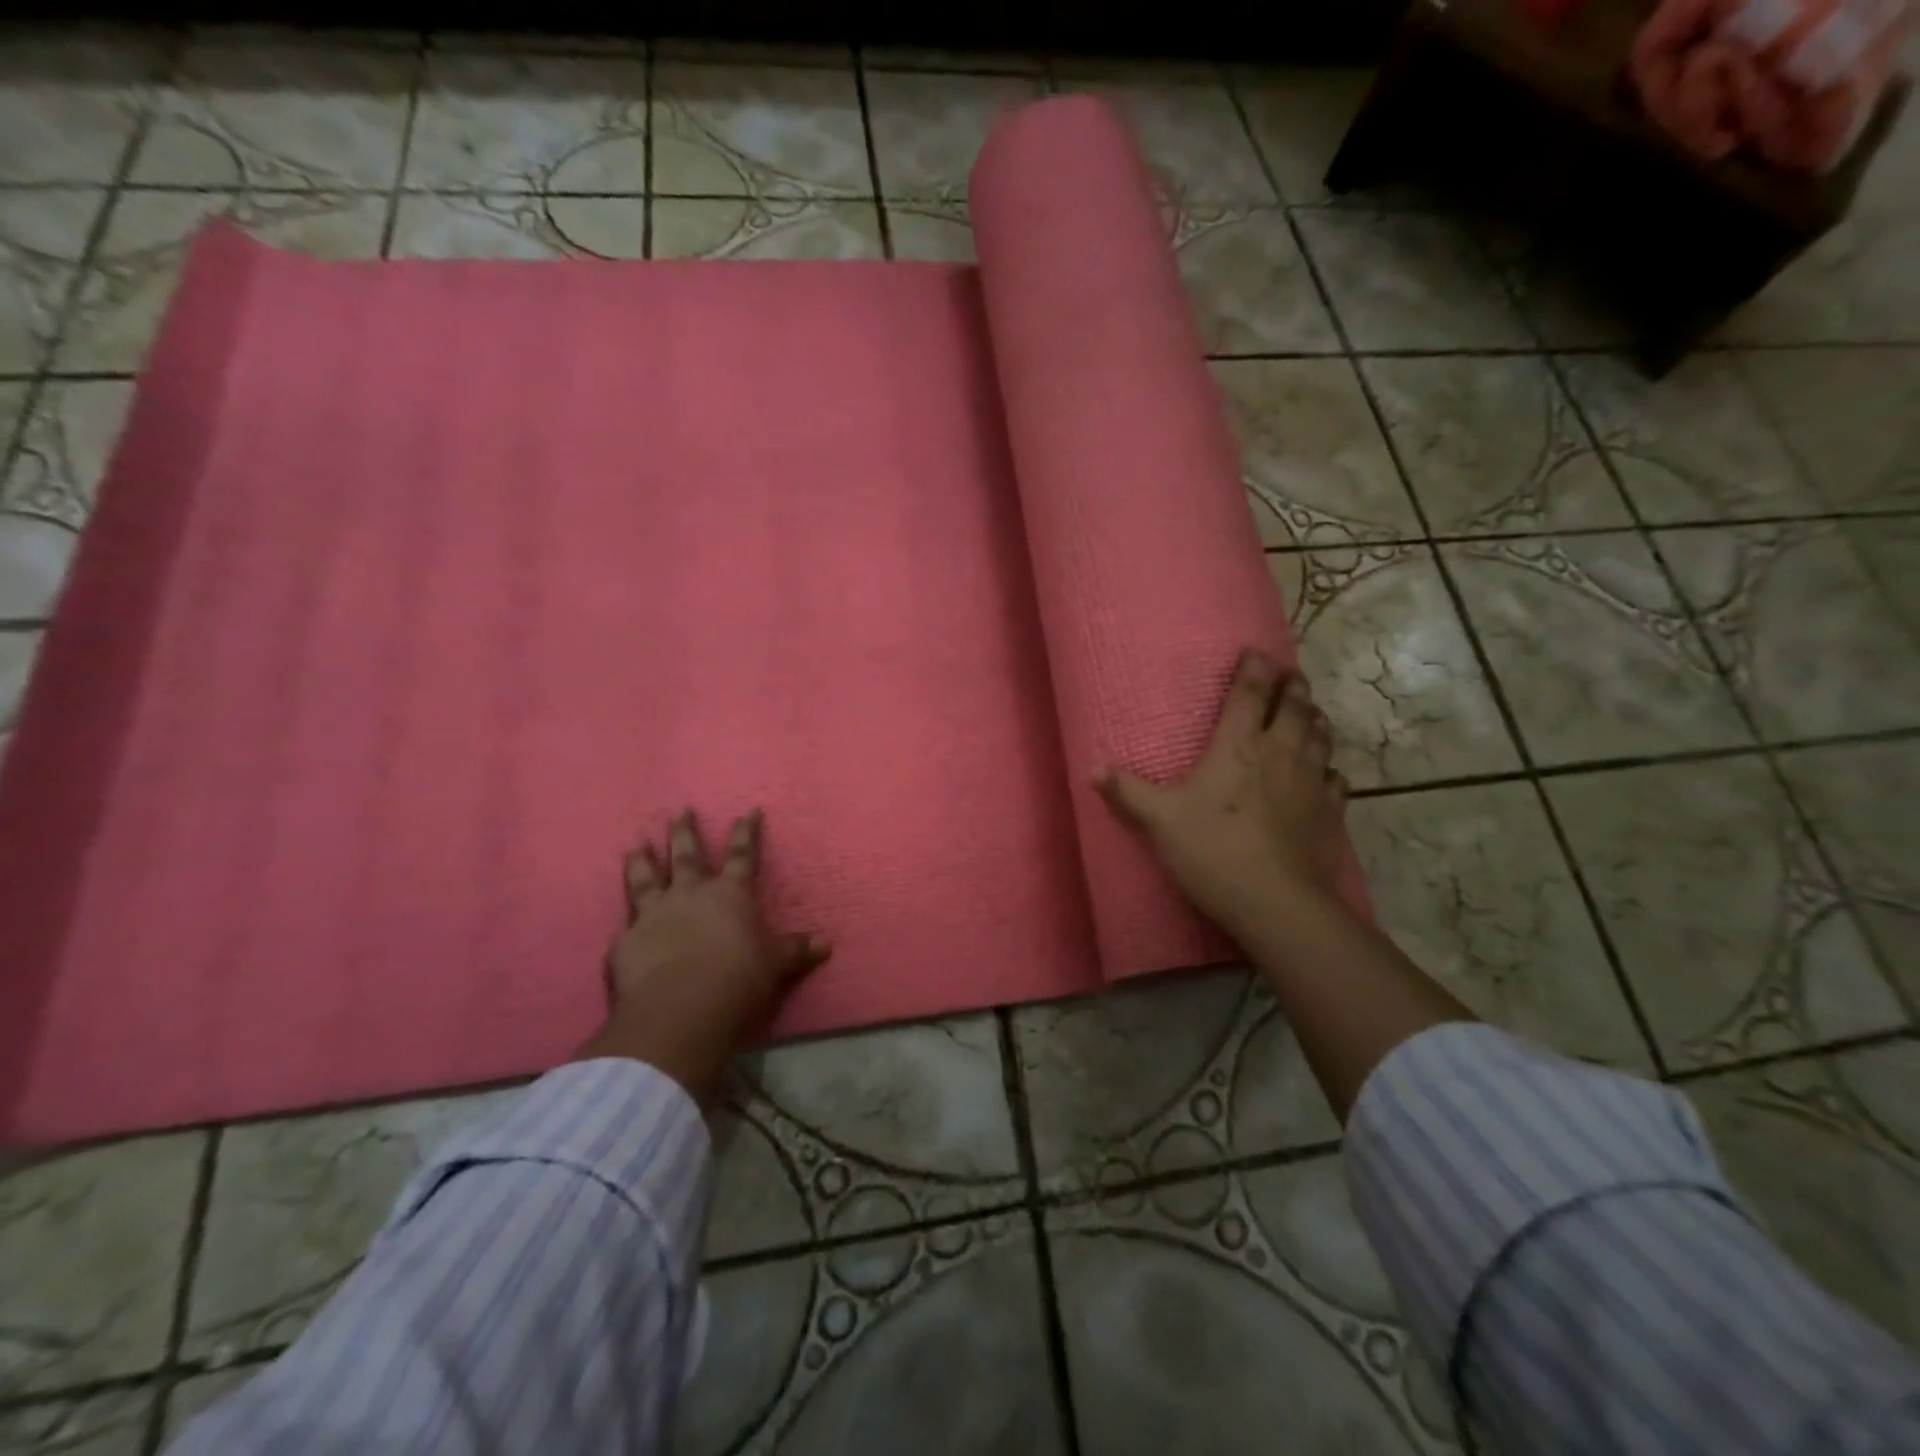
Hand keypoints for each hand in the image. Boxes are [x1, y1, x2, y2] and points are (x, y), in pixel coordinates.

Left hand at [576, 809, 828, 1106]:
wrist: (681, 1008)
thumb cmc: (738, 979)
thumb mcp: (775, 965)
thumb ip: (795, 951)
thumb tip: (826, 944)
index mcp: (731, 894)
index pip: (742, 855)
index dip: (747, 832)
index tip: (749, 811)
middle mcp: (691, 894)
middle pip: (687, 855)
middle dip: (684, 831)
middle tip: (680, 811)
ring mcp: (654, 914)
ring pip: (645, 878)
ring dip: (642, 860)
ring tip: (636, 844)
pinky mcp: (626, 941)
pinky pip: (626, 925)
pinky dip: (627, 922)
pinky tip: (622, 924)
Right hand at [1098, 649, 1347, 939]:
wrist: (1275, 901)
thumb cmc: (1212, 850)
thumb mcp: (1158, 820)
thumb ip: (1127, 791)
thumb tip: (1093, 768)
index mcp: (1238, 746)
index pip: (1249, 694)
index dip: (1253, 668)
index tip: (1255, 651)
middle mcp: (1280, 753)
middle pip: (1294, 707)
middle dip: (1292, 686)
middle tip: (1291, 673)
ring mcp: (1311, 782)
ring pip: (1320, 736)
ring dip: (1315, 717)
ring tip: (1311, 710)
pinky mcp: (1330, 813)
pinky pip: (1336, 779)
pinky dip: (1330, 767)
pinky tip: (1327, 771)